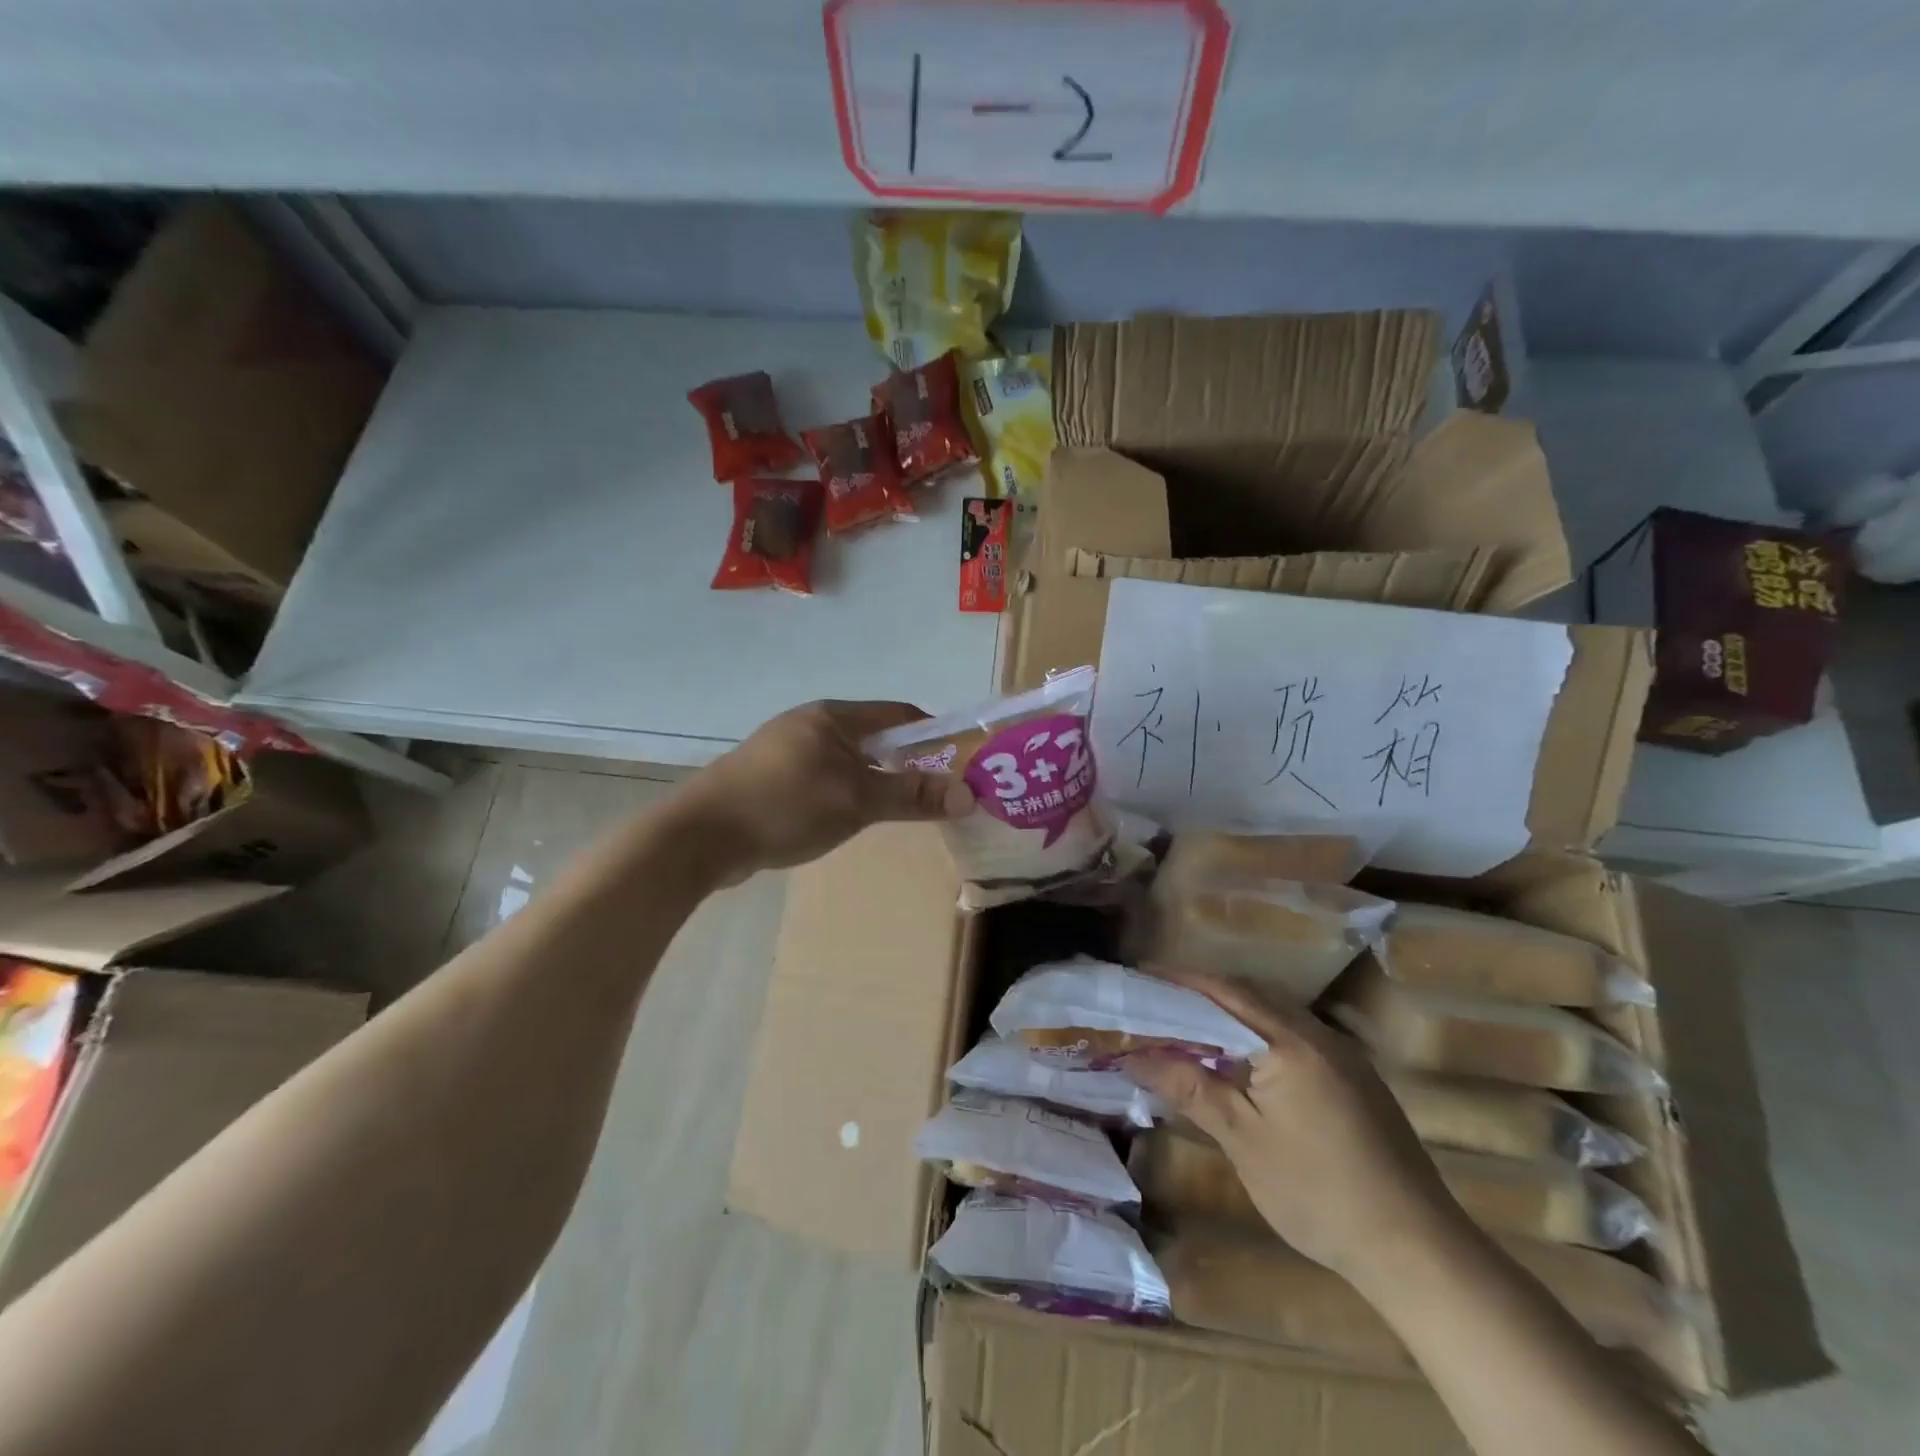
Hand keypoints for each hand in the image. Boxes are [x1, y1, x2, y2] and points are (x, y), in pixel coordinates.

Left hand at [671, 700, 972, 880]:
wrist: (701, 836)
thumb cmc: (787, 805)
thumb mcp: (858, 801)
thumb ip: (912, 795)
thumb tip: (969, 793)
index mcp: (833, 716)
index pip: (898, 714)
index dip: (933, 734)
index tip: (958, 762)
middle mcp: (810, 724)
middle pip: (873, 737)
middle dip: (905, 762)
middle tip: (933, 794)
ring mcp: (785, 750)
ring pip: (847, 761)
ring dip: (874, 781)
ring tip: (896, 810)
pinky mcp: (768, 778)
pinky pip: (822, 778)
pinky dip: (844, 793)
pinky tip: (847, 819)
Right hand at [1124, 970, 1465, 1286]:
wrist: (1417, 1249)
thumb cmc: (1318, 1192)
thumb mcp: (1243, 1140)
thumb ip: (1190, 1088)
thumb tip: (1134, 1056)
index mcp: (1289, 1041)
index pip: (1224, 992)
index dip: (1179, 981)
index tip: (1140, 977)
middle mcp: (1318, 1034)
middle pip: (1250, 994)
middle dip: (1202, 991)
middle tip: (1157, 999)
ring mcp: (1343, 1055)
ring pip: (1275, 1012)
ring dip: (1231, 1010)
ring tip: (1189, 1024)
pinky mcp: (1356, 1078)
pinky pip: (1295, 1034)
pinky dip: (1258, 1032)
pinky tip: (1242, 1059)